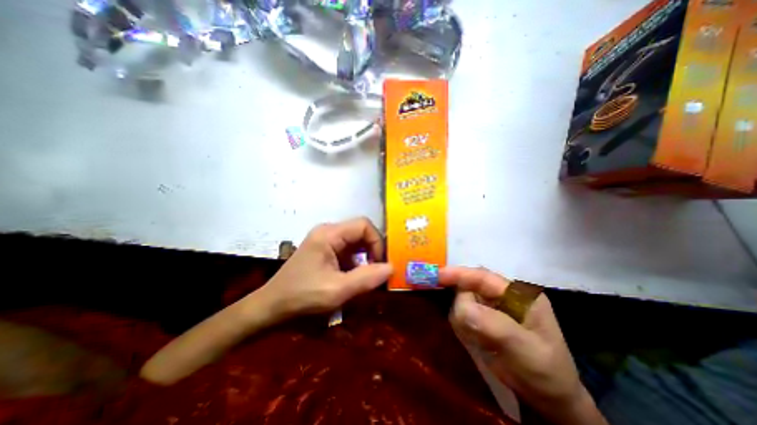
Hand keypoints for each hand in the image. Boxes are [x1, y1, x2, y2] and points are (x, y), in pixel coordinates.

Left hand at [259, 220, 393, 317]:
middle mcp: (328, 232)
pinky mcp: (325, 251)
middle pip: (361, 232)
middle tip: (378, 272)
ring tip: (367, 278)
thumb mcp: (337, 290)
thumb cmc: (301, 297)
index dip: (377, 242)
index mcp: (329, 234)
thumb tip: (392, 267)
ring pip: (356, 243)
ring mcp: (325, 241)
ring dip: (365, 259)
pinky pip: (348, 251)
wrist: (270, 308)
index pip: (364, 225)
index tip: (380, 264)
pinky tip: (355, 279)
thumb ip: (366, 278)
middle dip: (373, 251)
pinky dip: (357, 263)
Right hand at [439, 267, 603, 423]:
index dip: (459, 274)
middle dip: (460, 302)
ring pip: (463, 300)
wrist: (550, 401)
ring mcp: (492, 307)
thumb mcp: (525, 349)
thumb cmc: (545, 372)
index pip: (483, 276)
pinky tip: (474, 340)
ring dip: (462, 318)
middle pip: (469, 286)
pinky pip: (463, 314)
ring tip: (476, 340)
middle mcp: (502, 295)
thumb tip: (461, 307)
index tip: (437, 276)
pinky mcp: (483, 318)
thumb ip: (493, 325)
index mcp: (518, 293)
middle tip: (463, 326)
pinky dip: (462, 325)